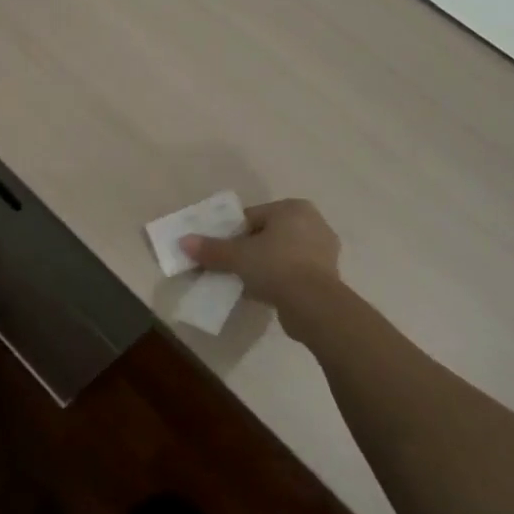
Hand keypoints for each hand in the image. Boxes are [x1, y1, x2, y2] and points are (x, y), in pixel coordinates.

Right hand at [182, 197, 341, 329]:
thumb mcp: (238, 256)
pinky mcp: (329, 276)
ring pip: (283, 254)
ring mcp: (324, 251)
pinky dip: (281, 280)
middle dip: (250, 250)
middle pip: (269, 234)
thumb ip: (212, 249)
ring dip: (265, 266)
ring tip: (247, 283)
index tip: (222, 251)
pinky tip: (266, 293)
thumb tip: (183, 242)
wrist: (315, 306)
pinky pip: (295, 272)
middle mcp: (313, 223)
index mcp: (293, 208)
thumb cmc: (276, 266)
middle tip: (233, 267)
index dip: (233, 233)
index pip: (254, 217)